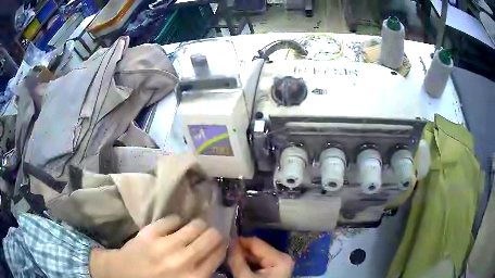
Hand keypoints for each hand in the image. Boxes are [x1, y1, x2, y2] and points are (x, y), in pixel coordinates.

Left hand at [90, 215, 226, 277]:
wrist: (121, 274)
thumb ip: (201, 273)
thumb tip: (214, 254)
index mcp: (194, 277)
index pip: (219, 253)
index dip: (222, 245)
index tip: (219, 243)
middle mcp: (183, 260)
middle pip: (212, 236)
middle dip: (213, 233)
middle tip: (207, 235)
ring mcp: (165, 245)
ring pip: (195, 224)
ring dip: (197, 226)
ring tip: (192, 229)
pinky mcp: (150, 232)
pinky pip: (172, 219)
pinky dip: (176, 222)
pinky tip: (173, 227)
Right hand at [228, 237, 293, 277]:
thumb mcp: (245, 277)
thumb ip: (236, 259)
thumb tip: (228, 241)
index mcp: (280, 258)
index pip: (256, 243)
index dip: (238, 241)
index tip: (222, 242)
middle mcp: (282, 258)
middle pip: (257, 249)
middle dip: (240, 250)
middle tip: (223, 250)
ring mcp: (279, 264)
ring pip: (257, 256)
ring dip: (243, 257)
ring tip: (228, 257)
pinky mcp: (275, 270)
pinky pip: (259, 263)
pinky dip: (248, 263)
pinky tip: (237, 264)